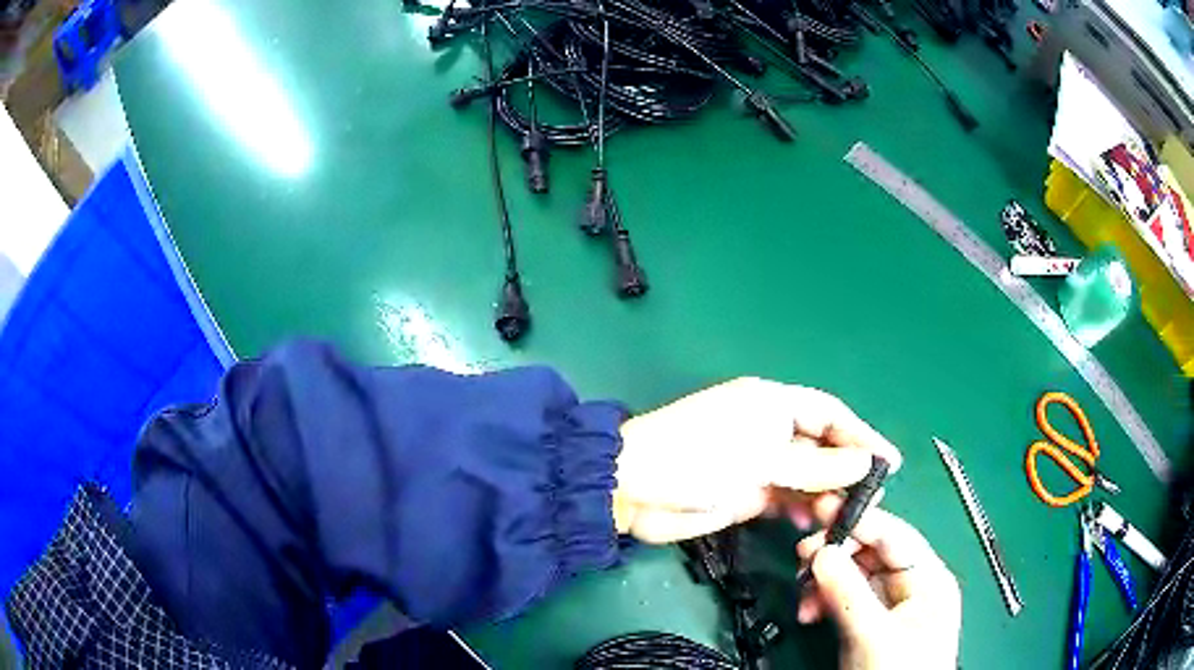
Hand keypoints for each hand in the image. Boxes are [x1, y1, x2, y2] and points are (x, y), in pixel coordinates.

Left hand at [612, 377, 901, 542]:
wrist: (634, 490)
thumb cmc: (696, 458)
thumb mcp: (760, 459)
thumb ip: (814, 466)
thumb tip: (865, 463)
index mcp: (772, 404)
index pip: (829, 415)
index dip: (861, 436)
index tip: (889, 463)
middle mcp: (770, 430)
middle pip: (822, 449)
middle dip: (846, 473)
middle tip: (868, 500)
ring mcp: (759, 464)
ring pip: (807, 478)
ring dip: (826, 496)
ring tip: (841, 518)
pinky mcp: (749, 494)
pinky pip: (787, 500)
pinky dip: (802, 511)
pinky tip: (812, 525)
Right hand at [796, 498, 960, 669]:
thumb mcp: (874, 635)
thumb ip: (849, 592)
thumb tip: (821, 553)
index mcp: (929, 579)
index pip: (894, 536)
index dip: (859, 521)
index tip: (821, 509)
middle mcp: (912, 586)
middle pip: (872, 554)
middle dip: (836, 554)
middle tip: (803, 555)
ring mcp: (891, 607)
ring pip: (855, 577)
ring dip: (825, 581)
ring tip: (803, 592)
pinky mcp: (871, 624)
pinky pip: (845, 600)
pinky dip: (824, 602)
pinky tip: (809, 611)